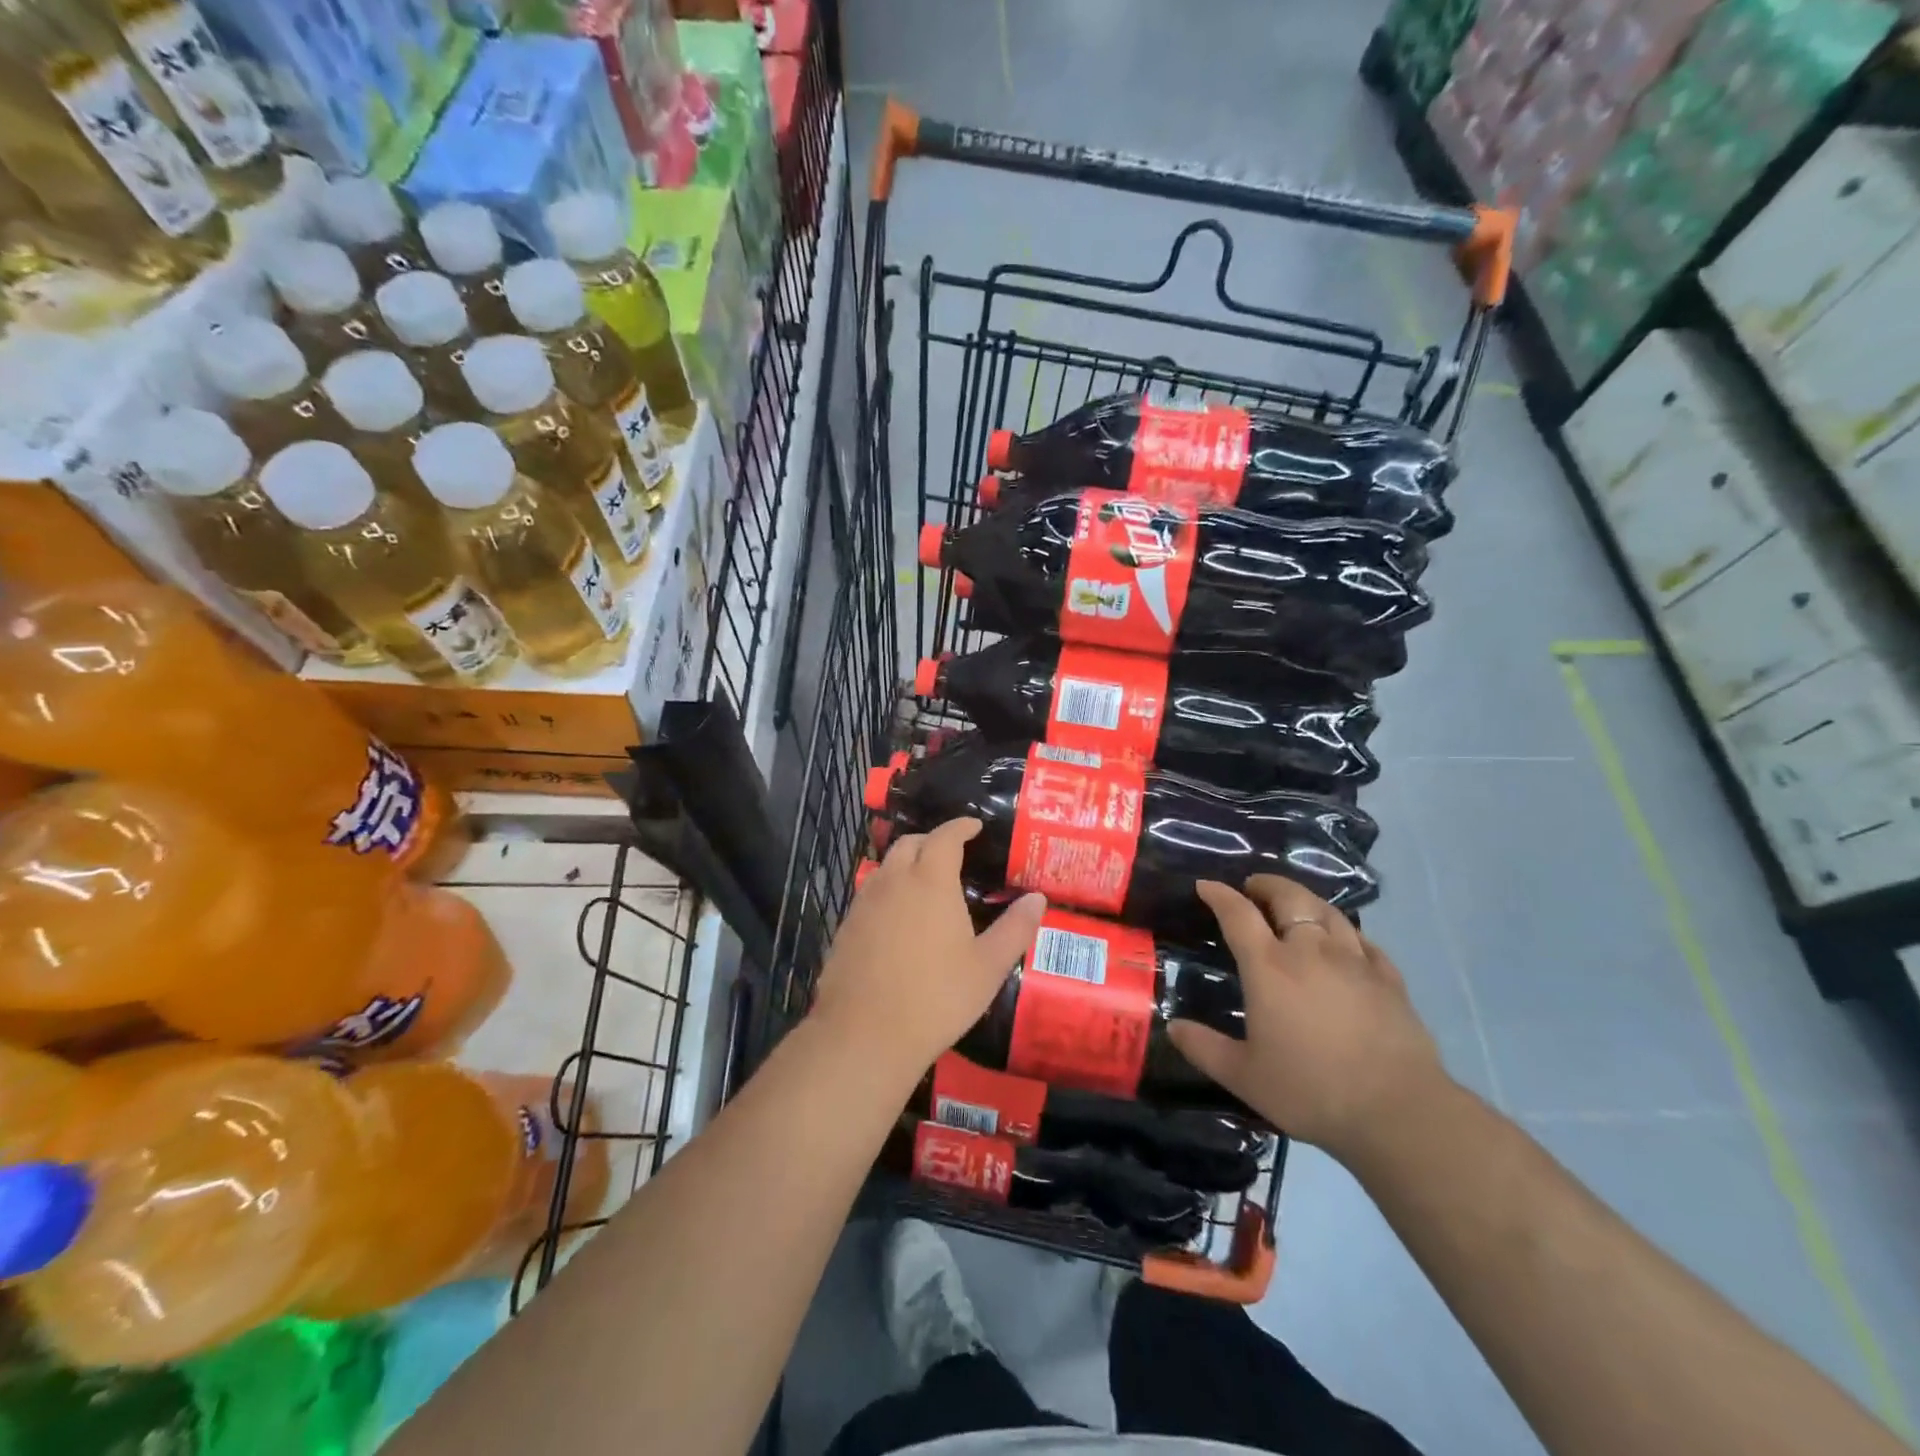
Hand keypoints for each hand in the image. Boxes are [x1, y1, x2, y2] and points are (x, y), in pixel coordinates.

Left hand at [811, 818, 1045, 1078]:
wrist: (865, 1033)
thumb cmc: (937, 996)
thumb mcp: (988, 966)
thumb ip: (1016, 928)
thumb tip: (1038, 898)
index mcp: (930, 880)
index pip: (945, 836)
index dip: (960, 826)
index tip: (974, 826)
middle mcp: (894, 880)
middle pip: (910, 843)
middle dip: (932, 840)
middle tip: (952, 853)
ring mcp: (864, 902)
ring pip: (886, 867)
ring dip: (907, 863)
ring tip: (926, 883)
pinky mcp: (846, 926)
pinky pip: (871, 893)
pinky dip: (889, 890)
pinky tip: (899, 918)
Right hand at [1168, 876, 1449, 1162]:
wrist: (1398, 1112)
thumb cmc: (1311, 1090)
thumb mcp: (1244, 1076)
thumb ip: (1204, 1048)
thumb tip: (1173, 1027)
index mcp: (1269, 967)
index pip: (1238, 914)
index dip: (1219, 894)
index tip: (1205, 885)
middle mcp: (1310, 951)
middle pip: (1289, 898)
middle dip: (1267, 885)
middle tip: (1253, 887)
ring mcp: (1355, 961)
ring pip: (1328, 912)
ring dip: (1306, 901)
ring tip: (1295, 905)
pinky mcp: (1389, 980)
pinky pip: (1364, 941)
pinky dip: (1346, 932)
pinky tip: (1345, 942)